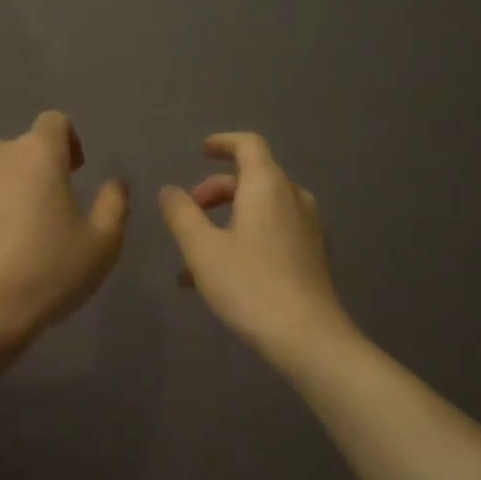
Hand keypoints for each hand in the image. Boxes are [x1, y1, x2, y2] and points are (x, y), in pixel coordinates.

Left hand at [0, 111, 128, 352]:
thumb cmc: (47, 274)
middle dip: (28, 174)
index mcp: (36, 154)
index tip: (72, 174)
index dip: (67, 143)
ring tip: (1, 236)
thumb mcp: (103, 245)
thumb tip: (113, 183)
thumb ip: (114, 204)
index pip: (55, 123)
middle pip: (15, 152)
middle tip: (38, 216)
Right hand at [159, 133, 355, 366]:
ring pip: (262, 209)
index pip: (248, 145)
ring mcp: (308, 227)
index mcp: (268, 187)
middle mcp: (293, 198)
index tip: (200, 151)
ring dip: (227, 219)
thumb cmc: (249, 285)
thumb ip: (182, 214)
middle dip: (216, 190)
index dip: (223, 142)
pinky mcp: (311, 255)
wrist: (307, 336)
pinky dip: (245, 237)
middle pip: (253, 178)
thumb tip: (169, 191)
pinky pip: (273, 232)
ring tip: (195, 254)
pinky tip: (220, 275)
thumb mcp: (202, 249)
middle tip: (189, 212)